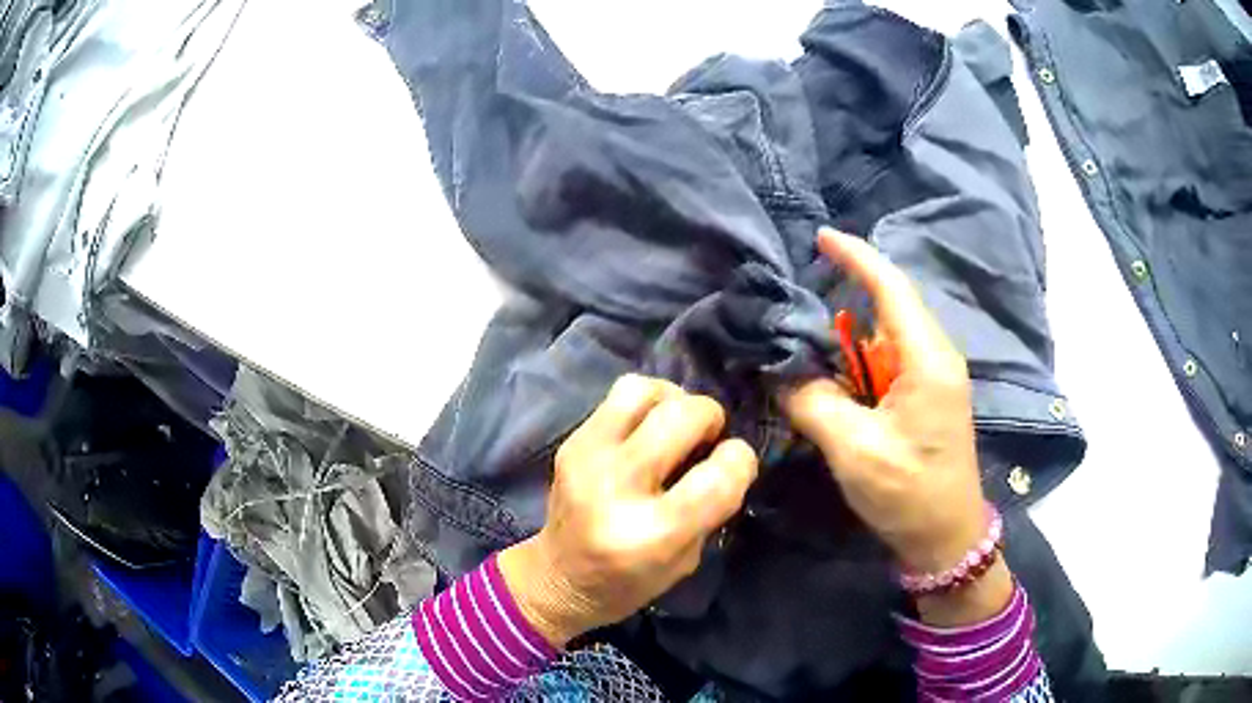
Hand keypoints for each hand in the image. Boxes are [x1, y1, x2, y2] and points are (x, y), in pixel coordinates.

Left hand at [498, 375, 758, 647]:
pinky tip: (648, 428)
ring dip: (675, 399)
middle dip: (712, 419)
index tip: (735, 465)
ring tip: (677, 424)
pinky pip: (620, 394)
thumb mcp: (687, 560)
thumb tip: (727, 452)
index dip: (740, 462)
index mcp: (652, 535)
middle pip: (685, 416)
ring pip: (645, 389)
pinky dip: (647, 403)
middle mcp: (617, 488)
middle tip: (709, 439)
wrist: (558, 578)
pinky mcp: (572, 441)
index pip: (719, 476)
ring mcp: (588, 457)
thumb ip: (711, 506)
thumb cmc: (630, 581)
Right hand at [784, 229, 1009, 623]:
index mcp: (928, 360)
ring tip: (806, 327)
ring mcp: (934, 376)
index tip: (821, 236)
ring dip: (850, 329)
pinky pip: (890, 359)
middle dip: (848, 289)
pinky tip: (833, 366)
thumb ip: (815, 403)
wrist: (947, 536)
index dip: (857, 257)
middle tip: (799, 288)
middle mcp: (936, 357)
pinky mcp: (927, 396)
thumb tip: (782, 372)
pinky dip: (859, 356)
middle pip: (891, 305)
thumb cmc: (909, 494)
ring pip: (888, 333)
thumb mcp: (856, 451)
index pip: (891, 289)